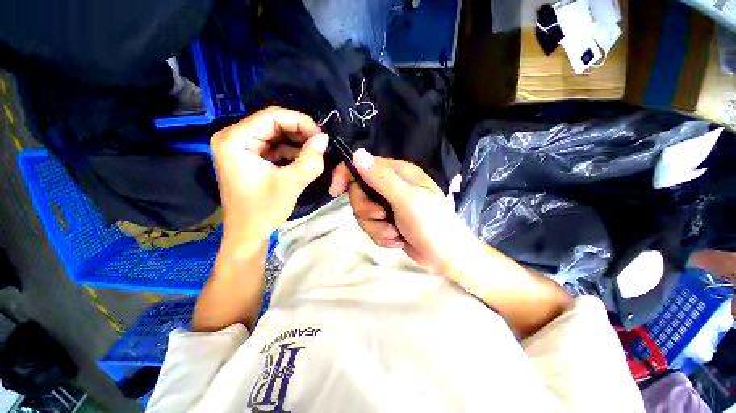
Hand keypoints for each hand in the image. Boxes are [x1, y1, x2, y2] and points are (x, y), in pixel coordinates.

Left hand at [211, 107, 327, 255]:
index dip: (300, 122)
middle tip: (321, 145)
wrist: (249, 233)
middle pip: (274, 124)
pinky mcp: (252, 157)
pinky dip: (293, 152)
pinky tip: (305, 160)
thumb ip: (310, 160)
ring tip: (316, 153)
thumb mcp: (290, 184)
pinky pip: (276, 147)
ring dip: (299, 144)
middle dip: (301, 133)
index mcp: (235, 139)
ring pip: (278, 135)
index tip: (322, 137)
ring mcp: (243, 147)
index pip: (272, 116)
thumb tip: (325, 139)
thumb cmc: (262, 210)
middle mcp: (235, 137)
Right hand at [329, 149, 469, 271]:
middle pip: (359, 193)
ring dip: (376, 227)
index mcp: (398, 174)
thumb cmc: (432, 224)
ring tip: (395, 233)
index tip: (335, 191)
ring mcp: (389, 206)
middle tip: (382, 217)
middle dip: (367, 210)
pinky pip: (372, 227)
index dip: (347, 175)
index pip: (364, 166)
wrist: (446, 257)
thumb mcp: (407, 199)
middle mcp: (392, 187)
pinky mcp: (388, 223)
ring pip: (364, 213)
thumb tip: (357, 154)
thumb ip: (381, 178)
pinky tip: (397, 240)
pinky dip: (382, 236)